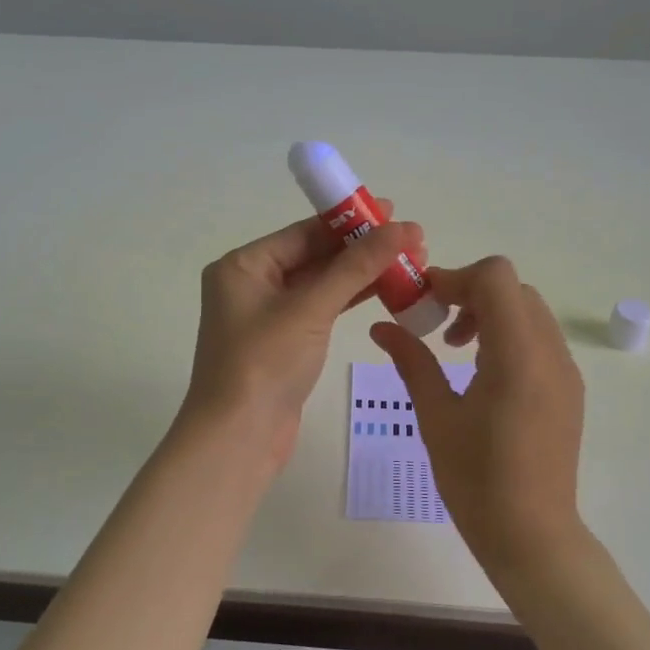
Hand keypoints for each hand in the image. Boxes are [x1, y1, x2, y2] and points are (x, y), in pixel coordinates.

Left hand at [182, 210, 422, 471]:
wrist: (238, 438)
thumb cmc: (264, 364)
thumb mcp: (311, 309)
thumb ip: (356, 267)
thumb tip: (402, 228)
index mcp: (243, 266)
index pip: (303, 232)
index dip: (350, 220)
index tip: (393, 211)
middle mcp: (251, 285)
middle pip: (314, 256)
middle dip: (361, 248)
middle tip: (411, 241)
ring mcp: (268, 316)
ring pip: (322, 284)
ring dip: (362, 274)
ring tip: (409, 263)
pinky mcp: (284, 344)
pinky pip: (322, 310)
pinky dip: (351, 300)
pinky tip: (386, 291)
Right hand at [369, 256, 585, 571]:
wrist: (531, 534)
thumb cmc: (476, 479)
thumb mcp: (435, 416)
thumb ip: (412, 361)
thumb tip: (381, 327)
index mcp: (517, 354)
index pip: (496, 277)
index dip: (455, 278)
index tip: (424, 303)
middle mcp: (550, 352)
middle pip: (514, 288)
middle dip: (471, 294)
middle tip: (436, 326)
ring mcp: (565, 370)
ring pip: (529, 311)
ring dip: (491, 313)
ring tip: (457, 351)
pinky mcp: (568, 389)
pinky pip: (539, 339)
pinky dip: (509, 336)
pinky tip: (483, 375)